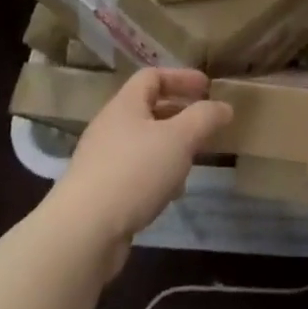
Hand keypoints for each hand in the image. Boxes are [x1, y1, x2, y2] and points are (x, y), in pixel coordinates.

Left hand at [49, 68, 232, 249]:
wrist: (83, 232)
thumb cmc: (134, 172)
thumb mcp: (179, 139)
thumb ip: (204, 118)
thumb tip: (224, 107)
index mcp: (125, 105)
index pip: (152, 76)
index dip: (181, 77)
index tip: (207, 88)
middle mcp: (110, 127)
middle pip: (148, 109)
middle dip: (180, 115)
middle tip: (205, 126)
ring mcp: (102, 160)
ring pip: (144, 143)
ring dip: (170, 148)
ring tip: (191, 162)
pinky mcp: (101, 191)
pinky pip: (135, 172)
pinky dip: (157, 175)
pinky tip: (169, 194)